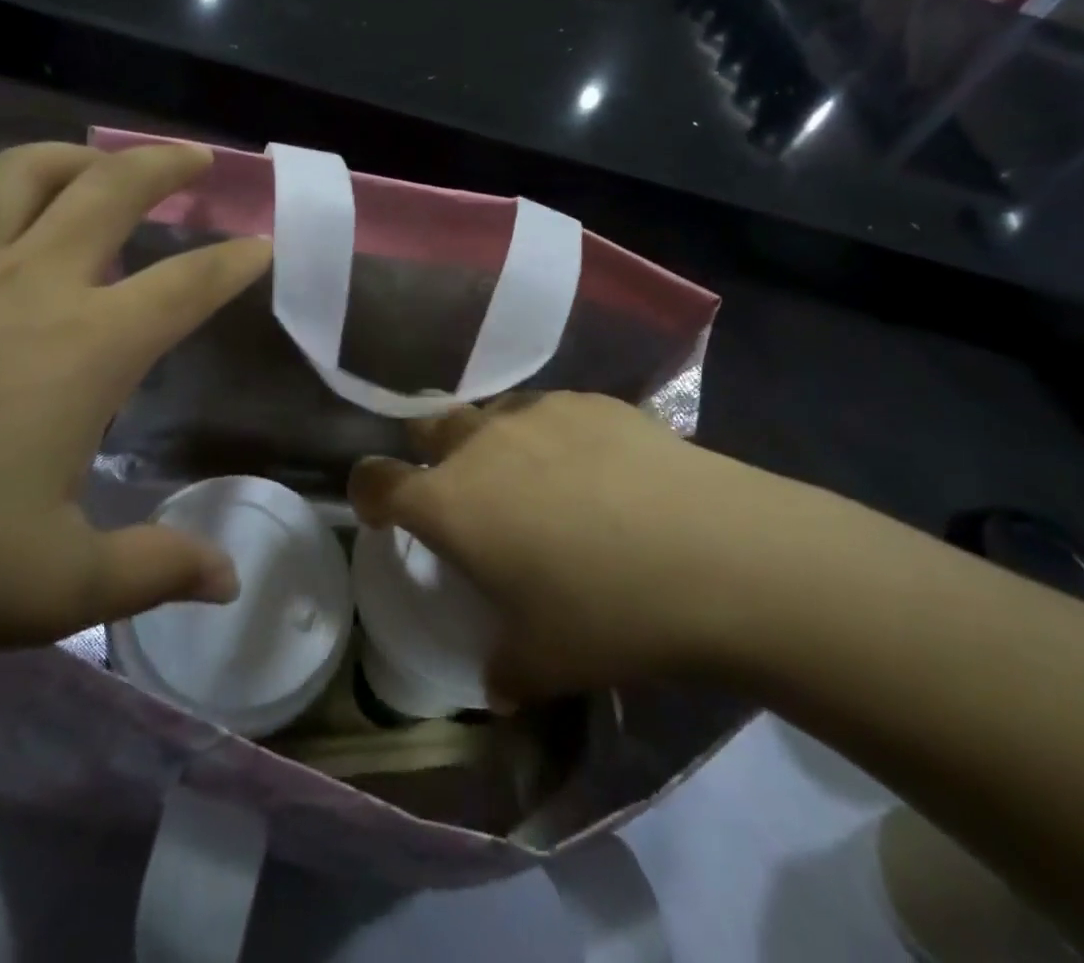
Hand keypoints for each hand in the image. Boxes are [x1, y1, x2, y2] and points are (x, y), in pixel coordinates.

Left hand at [0, 142, 270, 662]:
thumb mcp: (47, 590)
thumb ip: (150, 574)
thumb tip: (227, 579)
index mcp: (84, 347)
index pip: (187, 285)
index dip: (236, 260)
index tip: (265, 242)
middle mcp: (26, 285)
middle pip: (111, 190)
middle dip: (166, 165)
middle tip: (197, 157)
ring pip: (21, 173)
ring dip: (74, 155)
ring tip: (98, 161)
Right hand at [349, 393, 829, 702]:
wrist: (716, 553)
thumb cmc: (608, 613)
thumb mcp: (544, 663)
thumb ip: (505, 672)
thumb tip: (500, 684)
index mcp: (450, 502)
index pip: (376, 480)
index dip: (367, 492)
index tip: (379, 511)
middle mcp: (481, 443)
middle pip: (428, 427)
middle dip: (428, 455)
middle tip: (461, 494)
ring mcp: (537, 412)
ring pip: (490, 414)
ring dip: (491, 443)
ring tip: (534, 480)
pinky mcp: (590, 399)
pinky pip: (549, 412)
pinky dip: (551, 435)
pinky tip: (596, 468)